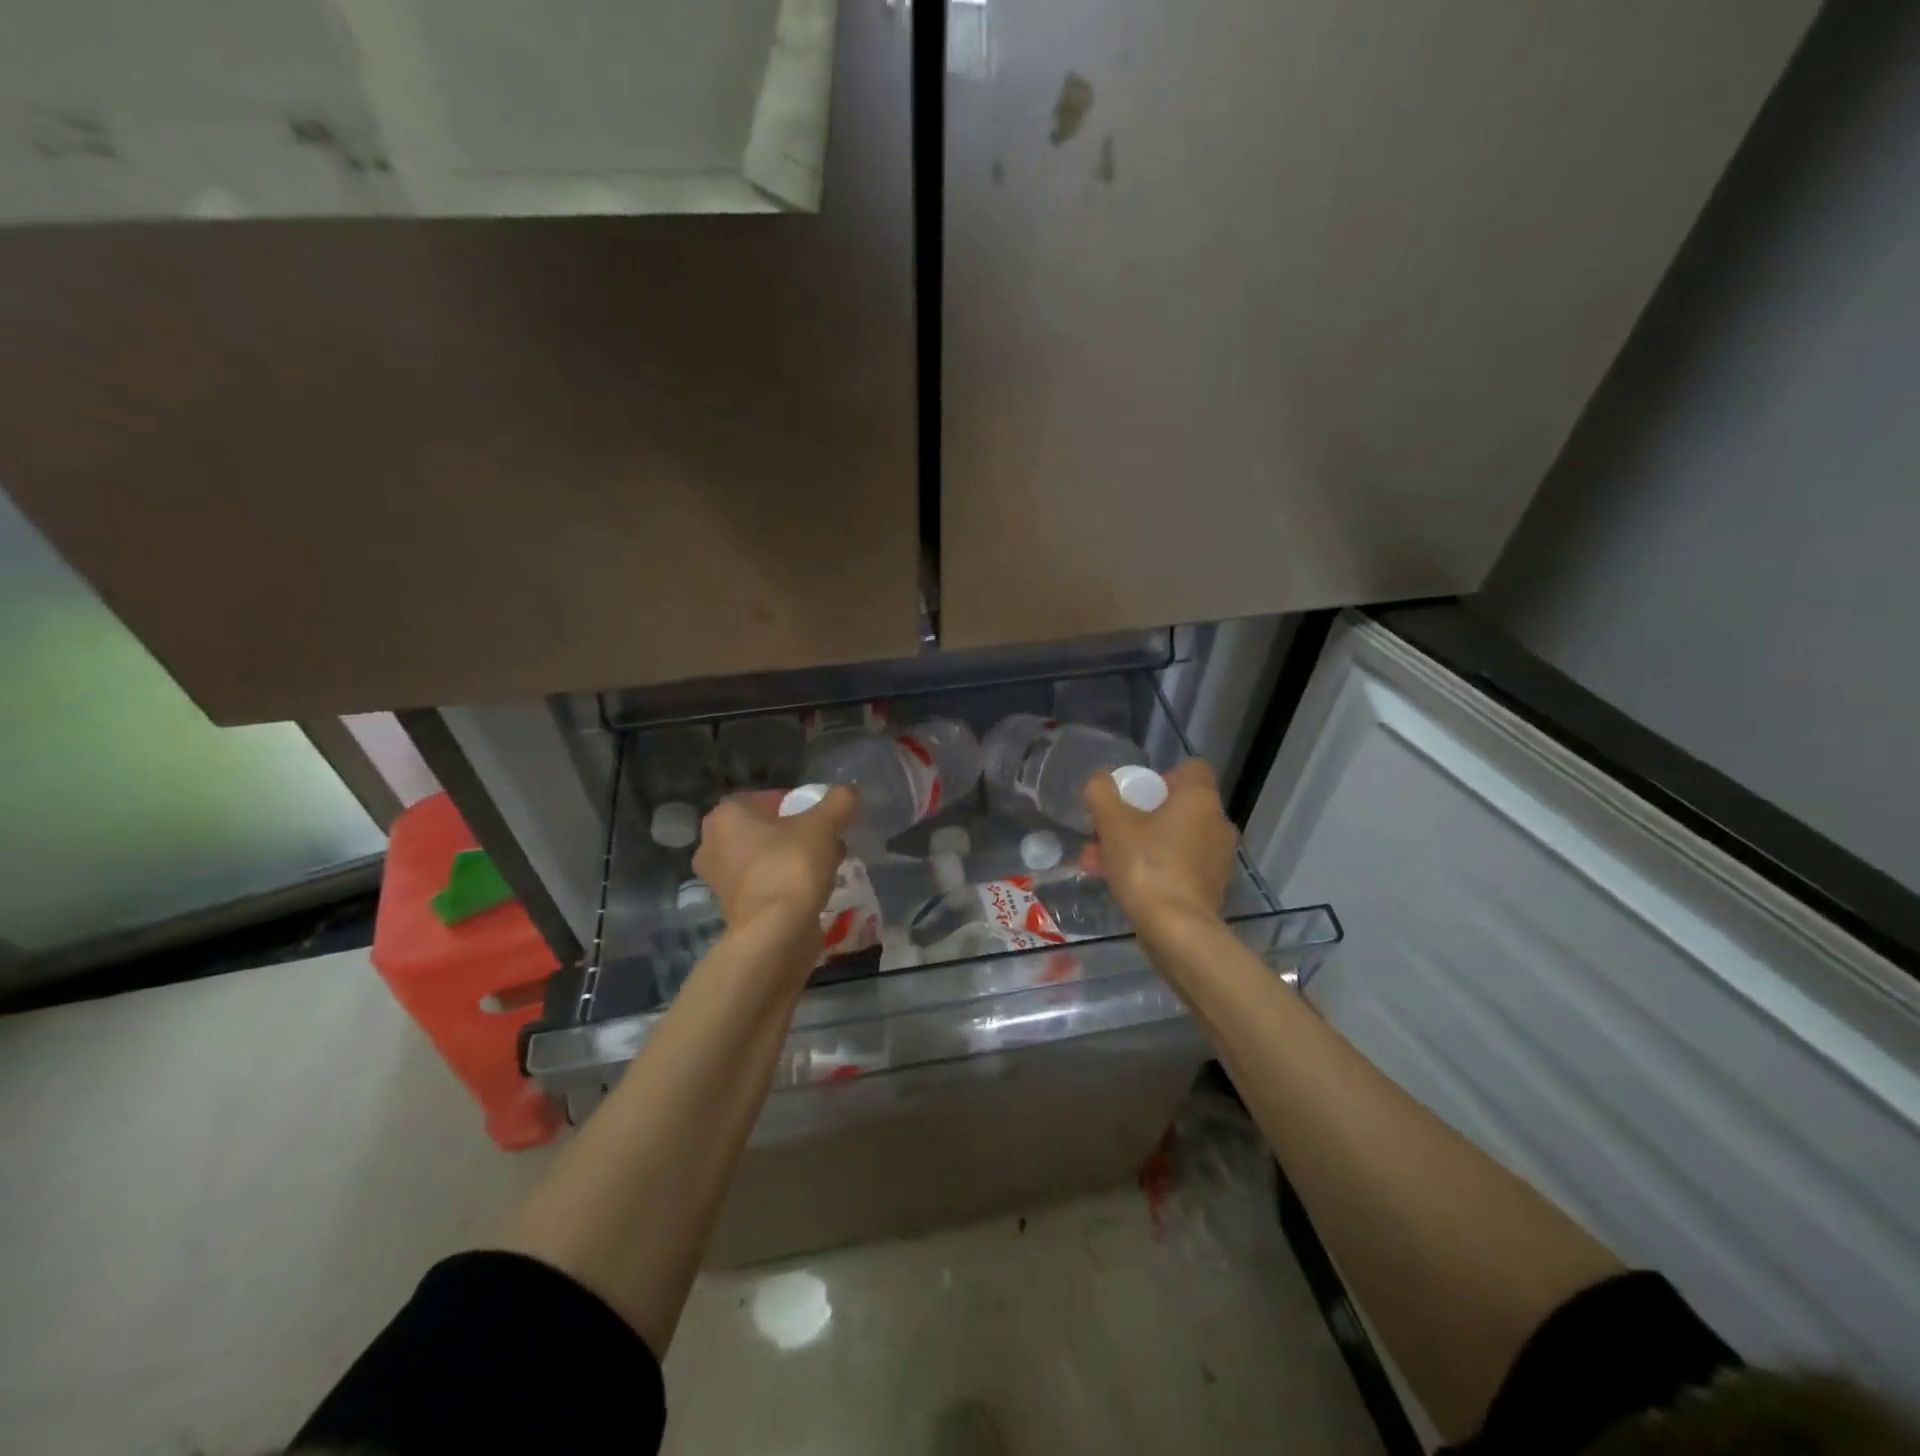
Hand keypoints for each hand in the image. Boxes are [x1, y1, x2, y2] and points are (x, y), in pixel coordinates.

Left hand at [693, 786, 856, 933]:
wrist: (775, 934)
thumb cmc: (792, 867)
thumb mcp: (824, 825)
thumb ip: (839, 801)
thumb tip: (849, 792)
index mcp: (726, 815)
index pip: (769, 797)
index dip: (801, 804)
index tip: (825, 817)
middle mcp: (713, 843)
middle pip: (768, 828)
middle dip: (800, 832)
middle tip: (829, 840)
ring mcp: (719, 878)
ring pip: (767, 856)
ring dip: (796, 856)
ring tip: (829, 864)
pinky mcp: (733, 907)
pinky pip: (766, 882)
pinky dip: (787, 881)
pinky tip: (815, 888)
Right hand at [1083, 759, 1238, 934]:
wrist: (1177, 931)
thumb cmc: (1147, 865)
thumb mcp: (1113, 823)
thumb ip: (1102, 793)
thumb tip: (1100, 780)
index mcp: (1200, 799)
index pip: (1191, 770)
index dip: (1160, 778)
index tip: (1134, 796)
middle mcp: (1217, 823)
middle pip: (1174, 808)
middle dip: (1135, 818)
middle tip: (1104, 833)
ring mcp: (1218, 858)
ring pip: (1172, 839)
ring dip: (1137, 845)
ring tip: (1098, 862)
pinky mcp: (1212, 888)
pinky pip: (1178, 866)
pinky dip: (1153, 869)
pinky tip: (1120, 884)